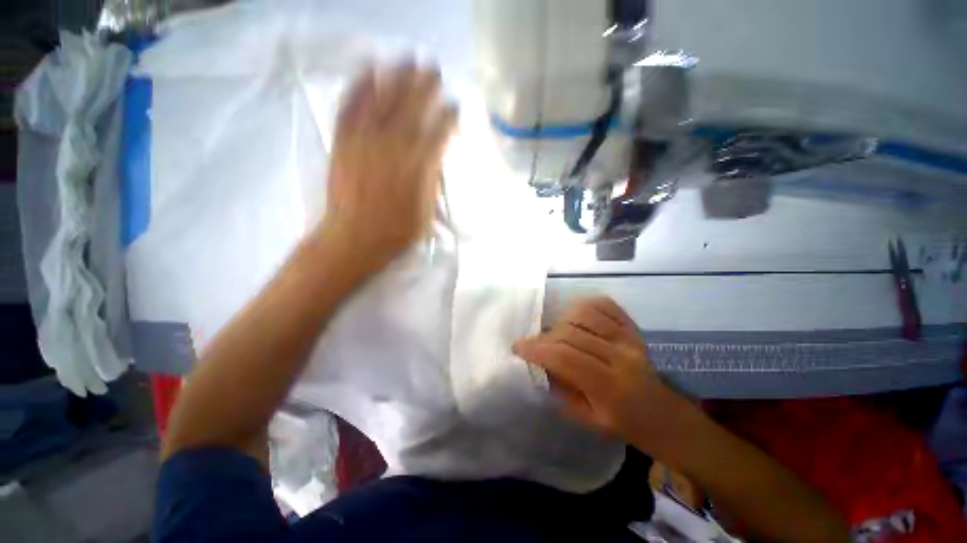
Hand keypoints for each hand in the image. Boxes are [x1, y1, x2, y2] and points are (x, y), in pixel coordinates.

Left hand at [321, 63, 457, 269]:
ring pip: (383, 100)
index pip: (438, 133)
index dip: (448, 116)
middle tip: (435, 69)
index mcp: (418, 167)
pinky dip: (359, 86)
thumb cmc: (396, 232)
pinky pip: (351, 107)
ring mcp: (365, 141)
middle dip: (426, 86)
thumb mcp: (426, 211)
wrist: (354, 239)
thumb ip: (431, 180)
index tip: (455, 104)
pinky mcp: (343, 142)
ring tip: (407, 57)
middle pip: (413, 109)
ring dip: (397, 76)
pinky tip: (368, 69)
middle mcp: (394, 147)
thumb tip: (435, 157)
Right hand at [513, 297, 693, 449]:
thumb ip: (560, 389)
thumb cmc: (623, 423)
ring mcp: (629, 338)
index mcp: (610, 387)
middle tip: (533, 344)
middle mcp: (621, 356)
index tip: (518, 347)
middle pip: (571, 334)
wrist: (663, 415)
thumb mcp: (587, 419)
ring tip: (555, 332)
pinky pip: (604, 304)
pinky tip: (574, 316)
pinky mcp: (632, 327)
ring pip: (585, 314)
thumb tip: (539, 364)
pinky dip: (583, 305)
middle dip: (544, 337)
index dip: (537, 349)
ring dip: (561, 320)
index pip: (566, 358)